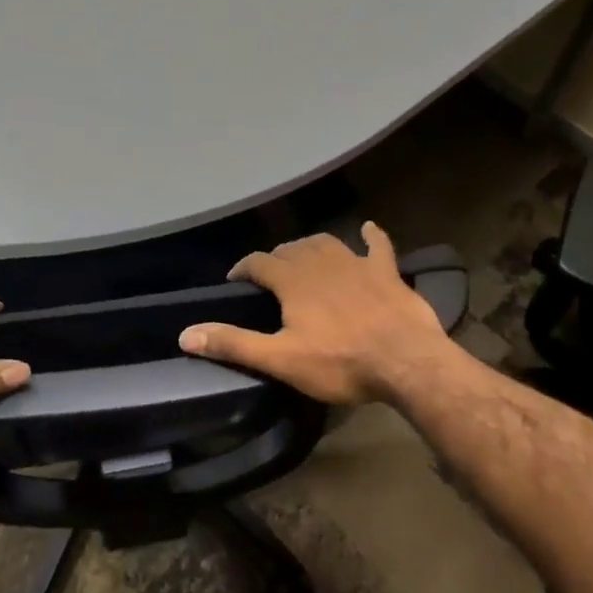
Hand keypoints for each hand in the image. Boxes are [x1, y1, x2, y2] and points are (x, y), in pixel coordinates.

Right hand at [179, 222, 454, 405]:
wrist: (407, 362)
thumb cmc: (340, 362)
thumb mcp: (280, 359)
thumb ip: (233, 343)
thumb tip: (185, 334)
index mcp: (293, 280)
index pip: (258, 263)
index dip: (243, 269)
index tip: (235, 280)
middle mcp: (321, 262)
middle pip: (290, 249)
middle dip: (275, 259)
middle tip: (269, 277)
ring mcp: (356, 263)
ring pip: (326, 243)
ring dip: (310, 246)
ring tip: (302, 256)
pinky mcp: (387, 272)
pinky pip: (378, 246)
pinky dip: (371, 236)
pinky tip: (367, 229)